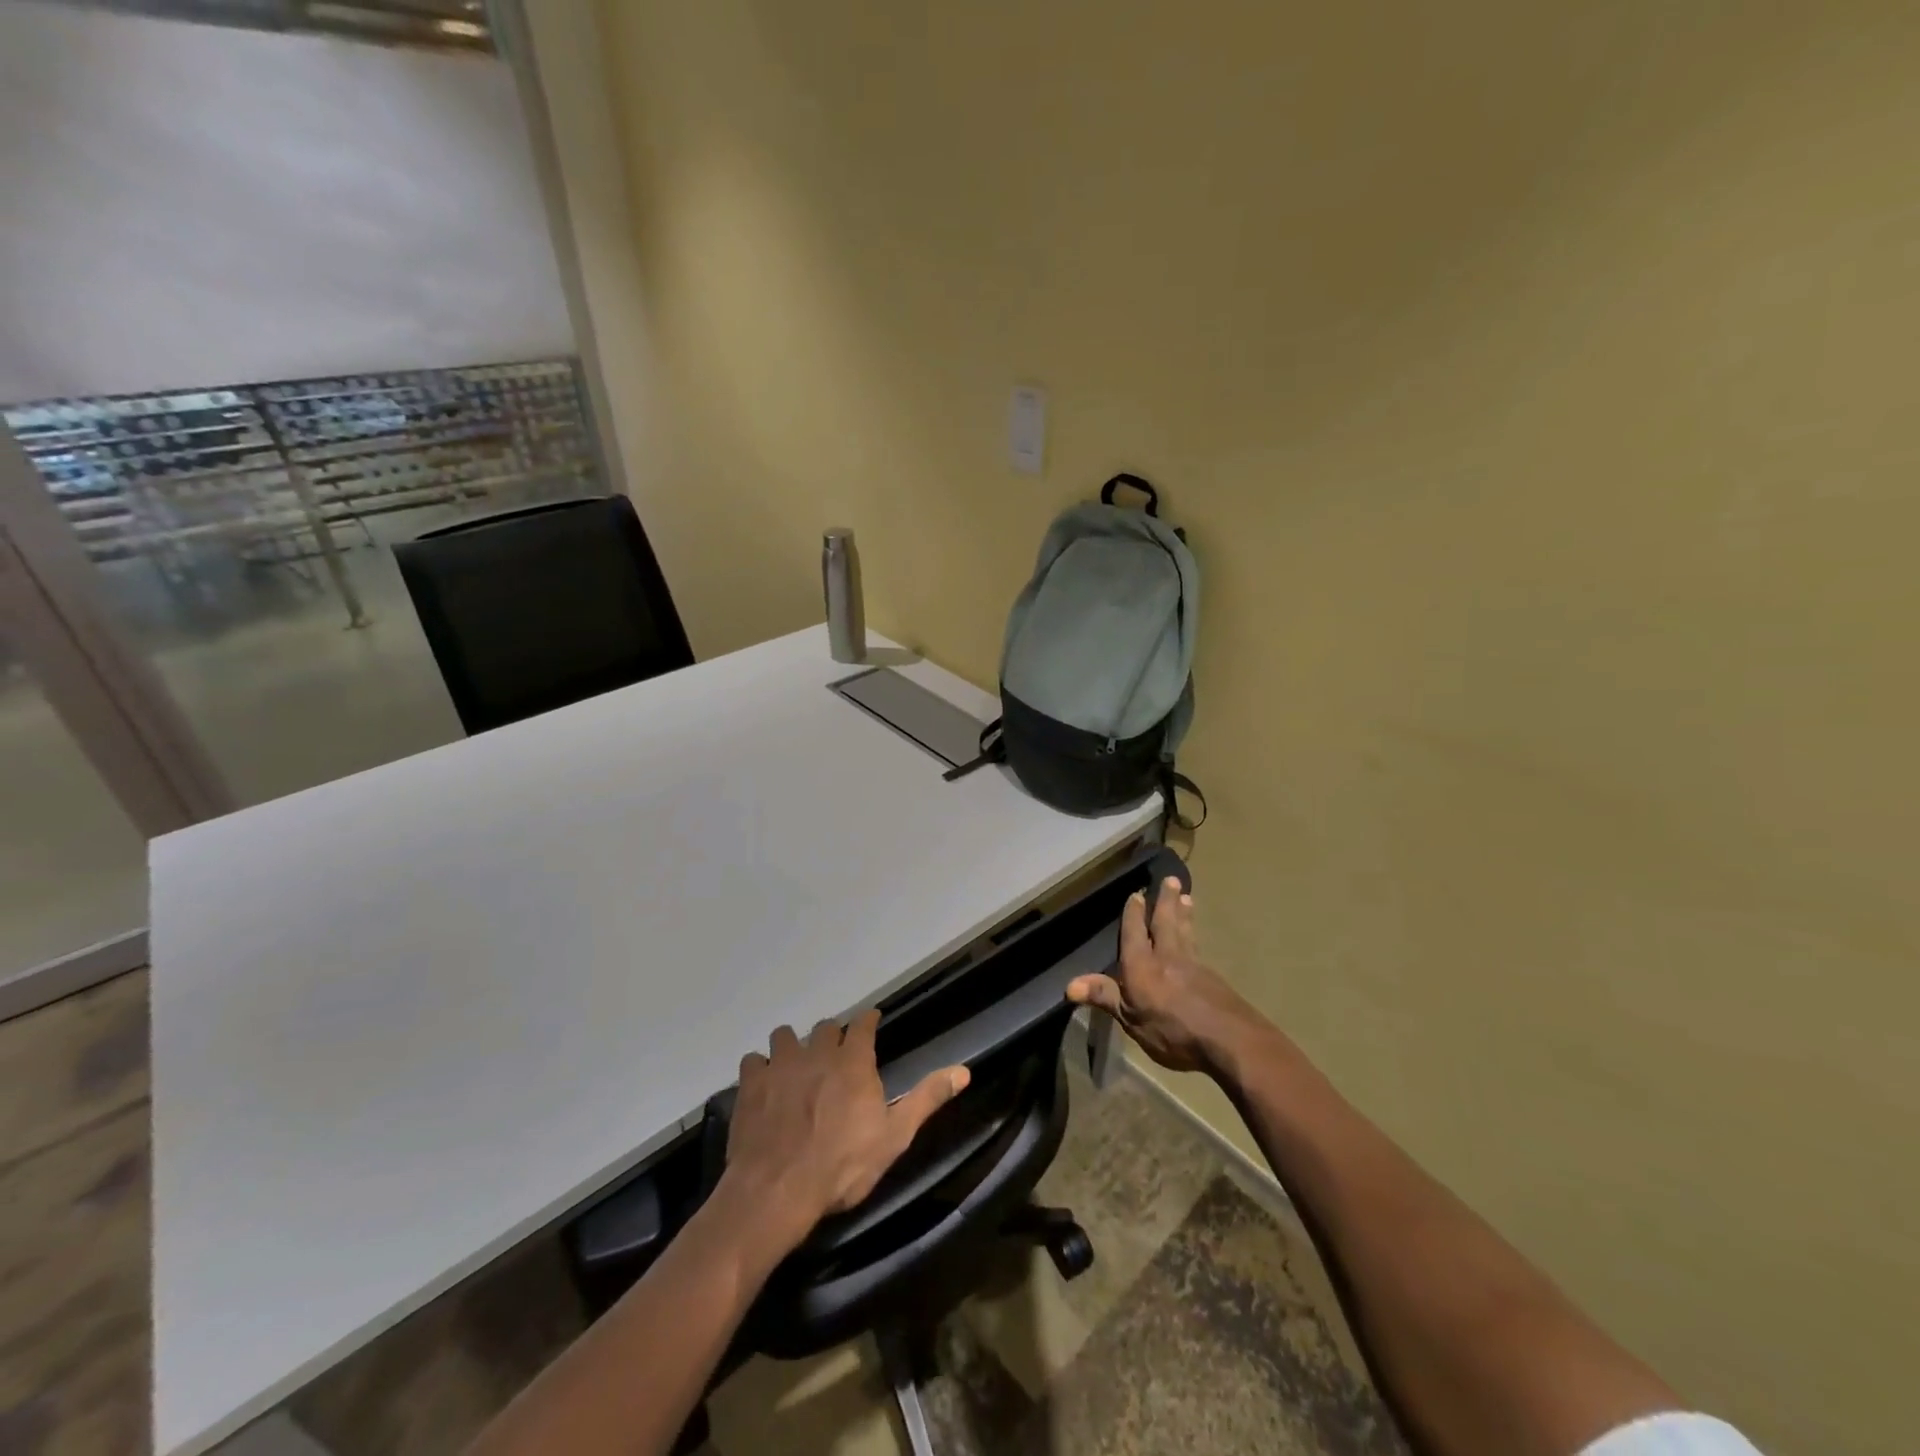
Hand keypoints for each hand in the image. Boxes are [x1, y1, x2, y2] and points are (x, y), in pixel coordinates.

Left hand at [724, 1010, 969, 1243]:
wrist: (777, 1191)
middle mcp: (817, 1052)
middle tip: (834, 1055)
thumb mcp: (894, 1137)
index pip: (863, 1024)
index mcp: (853, 1062)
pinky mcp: (750, 1084)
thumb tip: (964, 1070)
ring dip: (792, 1046)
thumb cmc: (842, 1166)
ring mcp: (780, 1065)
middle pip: (826, 1027)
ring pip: (785, 1036)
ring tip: (795, 1065)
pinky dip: (759, 1069)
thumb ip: (926, 1099)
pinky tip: (762, 1085)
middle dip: (832, 1036)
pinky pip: (753, 1061)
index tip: (872, 1020)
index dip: (868, 1020)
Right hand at [1066, 878, 1264, 1075]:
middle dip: (1165, 901)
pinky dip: (1194, 935)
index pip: (1134, 933)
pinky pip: (1198, 948)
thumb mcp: (1130, 1019)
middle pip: (1165, 923)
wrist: (1227, 1039)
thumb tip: (1069, 985)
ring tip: (1186, 897)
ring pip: (1185, 932)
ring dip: (1183, 914)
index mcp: (1142, 965)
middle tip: (1171, 879)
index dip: (1133, 914)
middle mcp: (1167, 957)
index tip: (1136, 893)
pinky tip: (1196, 938)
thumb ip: (1104, 996)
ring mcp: (1193, 966)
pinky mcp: (1213, 979)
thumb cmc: (1172, 1031)